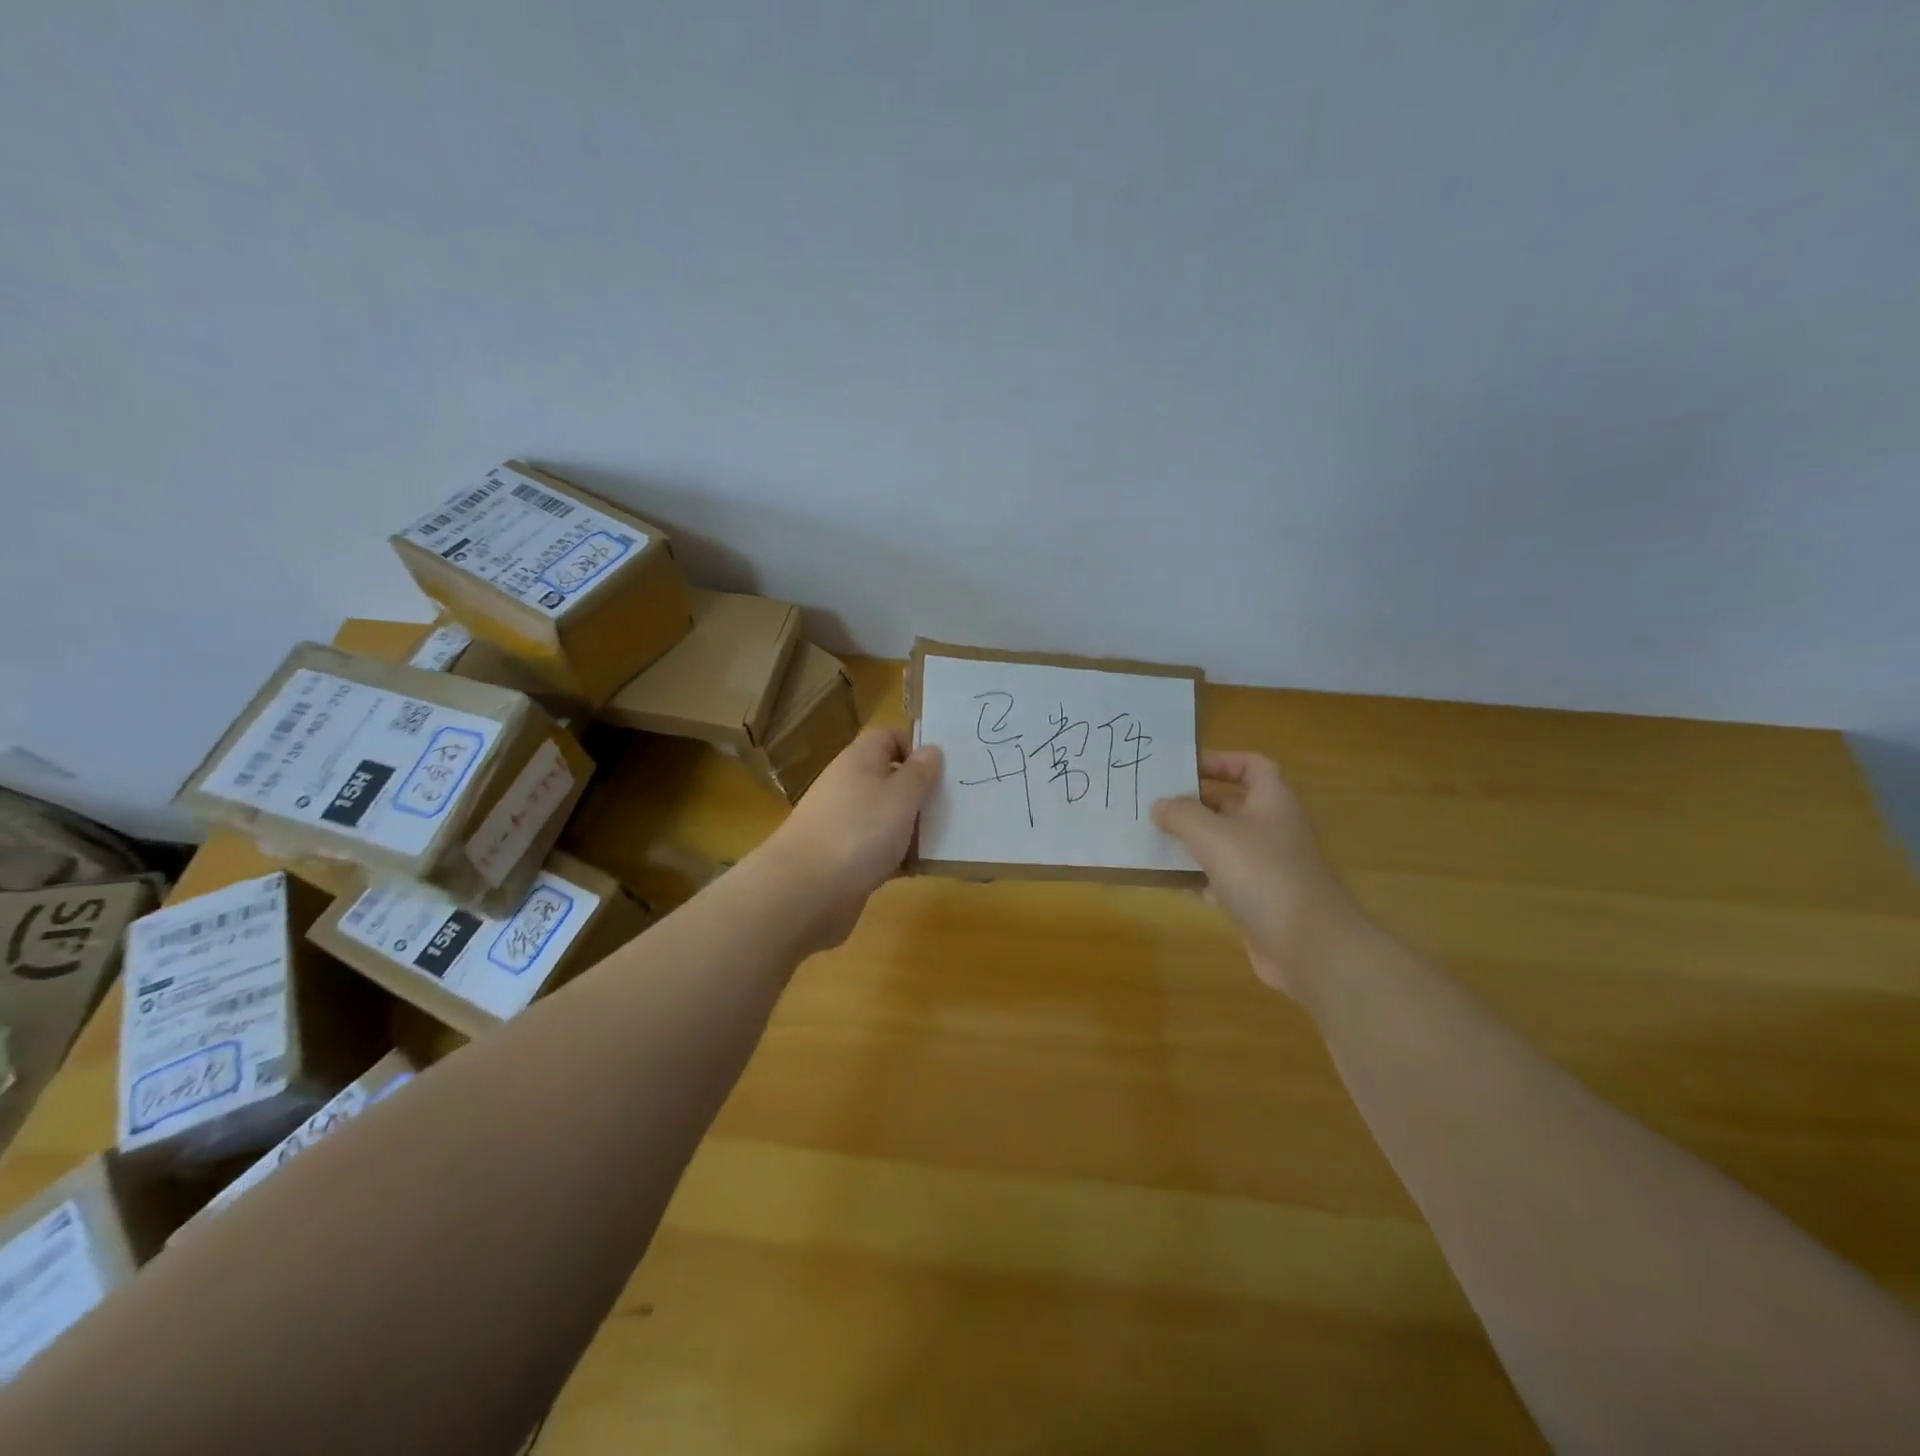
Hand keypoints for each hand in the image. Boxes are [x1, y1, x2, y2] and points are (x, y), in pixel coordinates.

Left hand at [753, 727, 942, 951]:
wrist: (806, 891)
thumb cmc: (860, 831)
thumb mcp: (900, 796)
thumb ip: (919, 773)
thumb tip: (931, 749)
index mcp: (858, 761)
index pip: (886, 737)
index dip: (913, 746)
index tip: (942, 769)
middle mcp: (848, 787)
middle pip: (889, 778)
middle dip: (919, 791)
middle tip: (954, 805)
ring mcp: (844, 824)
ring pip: (886, 816)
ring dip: (912, 826)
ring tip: (946, 838)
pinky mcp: (844, 859)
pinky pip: (878, 849)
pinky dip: (898, 856)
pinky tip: (920, 868)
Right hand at [1152, 751, 1365, 998]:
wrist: (1309, 946)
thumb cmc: (1262, 875)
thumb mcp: (1213, 835)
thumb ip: (1181, 814)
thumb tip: (1160, 806)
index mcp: (1272, 801)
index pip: (1251, 766)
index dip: (1220, 761)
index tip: (1183, 768)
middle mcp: (1273, 828)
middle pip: (1231, 804)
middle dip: (1194, 803)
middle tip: (1154, 804)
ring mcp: (1268, 866)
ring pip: (1224, 843)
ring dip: (1191, 841)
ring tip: (1152, 839)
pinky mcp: (1259, 899)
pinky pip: (1222, 878)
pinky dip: (1198, 877)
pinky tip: (1169, 881)